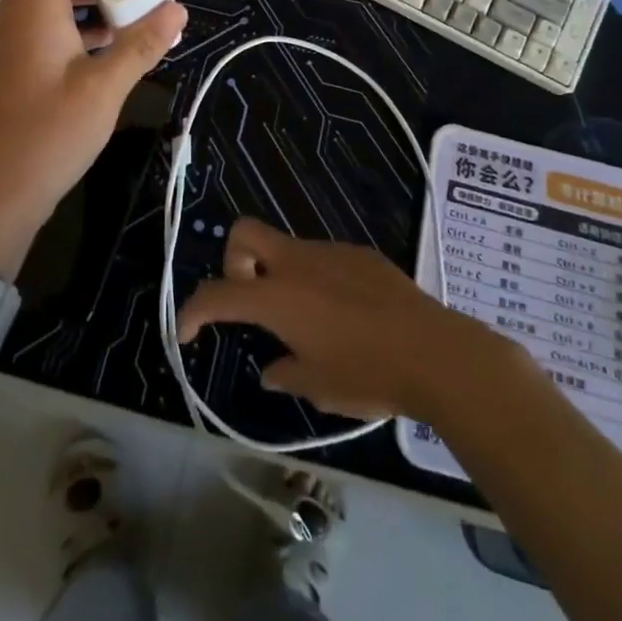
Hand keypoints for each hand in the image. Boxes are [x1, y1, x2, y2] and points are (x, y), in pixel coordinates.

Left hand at [0, 0, 186, 269]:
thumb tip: (178, 10)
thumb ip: (142, 43)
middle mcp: (18, 10)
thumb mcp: (105, 86)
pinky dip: (80, 20)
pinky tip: (115, 42)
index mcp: (33, 3)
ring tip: (134, 8)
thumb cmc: (50, 132)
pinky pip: (50, 20)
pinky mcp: (20, 59)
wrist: (0, 190)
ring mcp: (15, 36)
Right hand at [176, 217, 519, 423]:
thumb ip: (286, 373)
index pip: (217, 294)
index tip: (188, 333)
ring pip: (288, 248)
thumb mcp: (318, 388)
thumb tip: (272, 369)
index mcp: (277, 296)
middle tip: (249, 299)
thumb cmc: (368, 374)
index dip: (192, 311)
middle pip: (245, 232)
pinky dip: (317, 280)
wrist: (434, 352)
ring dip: (281, 274)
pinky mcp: (361, 254)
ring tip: (308, 322)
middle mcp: (297, 263)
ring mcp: (331, 252)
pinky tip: (345, 315)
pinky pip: (324, 259)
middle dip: (234, 260)